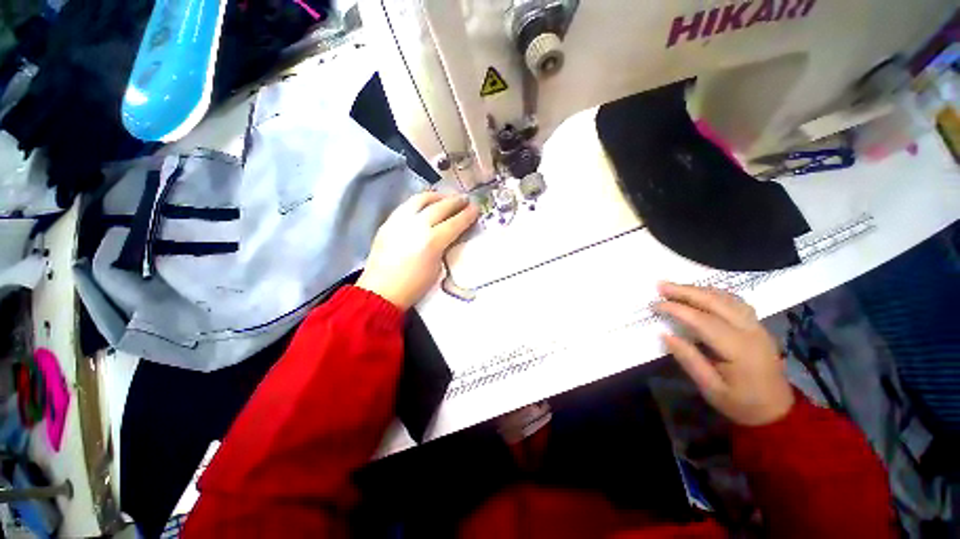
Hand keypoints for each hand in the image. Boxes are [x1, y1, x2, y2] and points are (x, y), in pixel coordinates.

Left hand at [357, 192, 478, 309]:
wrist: (381, 292)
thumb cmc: (414, 287)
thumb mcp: (437, 269)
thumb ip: (444, 247)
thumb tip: (449, 235)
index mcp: (432, 241)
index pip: (455, 222)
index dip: (468, 214)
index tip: (476, 207)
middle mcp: (417, 226)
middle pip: (440, 207)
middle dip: (455, 201)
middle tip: (465, 199)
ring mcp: (400, 221)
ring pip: (421, 199)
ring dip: (437, 196)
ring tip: (446, 198)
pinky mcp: (388, 222)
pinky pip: (406, 205)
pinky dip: (420, 202)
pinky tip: (425, 205)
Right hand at [655, 282, 793, 426]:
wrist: (778, 411)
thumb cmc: (741, 403)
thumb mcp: (711, 389)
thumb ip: (689, 360)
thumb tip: (665, 334)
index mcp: (740, 350)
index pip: (704, 321)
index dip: (678, 310)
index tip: (655, 304)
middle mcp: (752, 332)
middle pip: (717, 302)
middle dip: (686, 291)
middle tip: (660, 286)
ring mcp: (758, 326)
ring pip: (727, 298)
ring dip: (699, 289)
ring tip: (675, 286)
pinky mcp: (758, 326)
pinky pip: (735, 302)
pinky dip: (714, 293)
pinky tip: (700, 293)